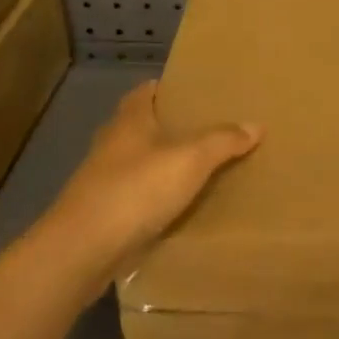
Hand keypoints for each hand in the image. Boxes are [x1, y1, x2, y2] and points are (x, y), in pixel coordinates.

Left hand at [35, 80, 260, 294]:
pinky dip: (155, 198)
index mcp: (130, 119)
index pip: (147, 91)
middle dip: (171, 127)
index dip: (169, 88)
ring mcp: (103, 180)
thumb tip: (256, 125)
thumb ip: (223, 141)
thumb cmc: (136, 190)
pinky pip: (136, 196)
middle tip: (209, 130)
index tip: (196, 92)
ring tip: (201, 169)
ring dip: (163, 165)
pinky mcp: (102, 213)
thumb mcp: (190, 160)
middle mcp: (112, 143)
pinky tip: (178, 207)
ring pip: (139, 163)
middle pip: (143, 126)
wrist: (82, 251)